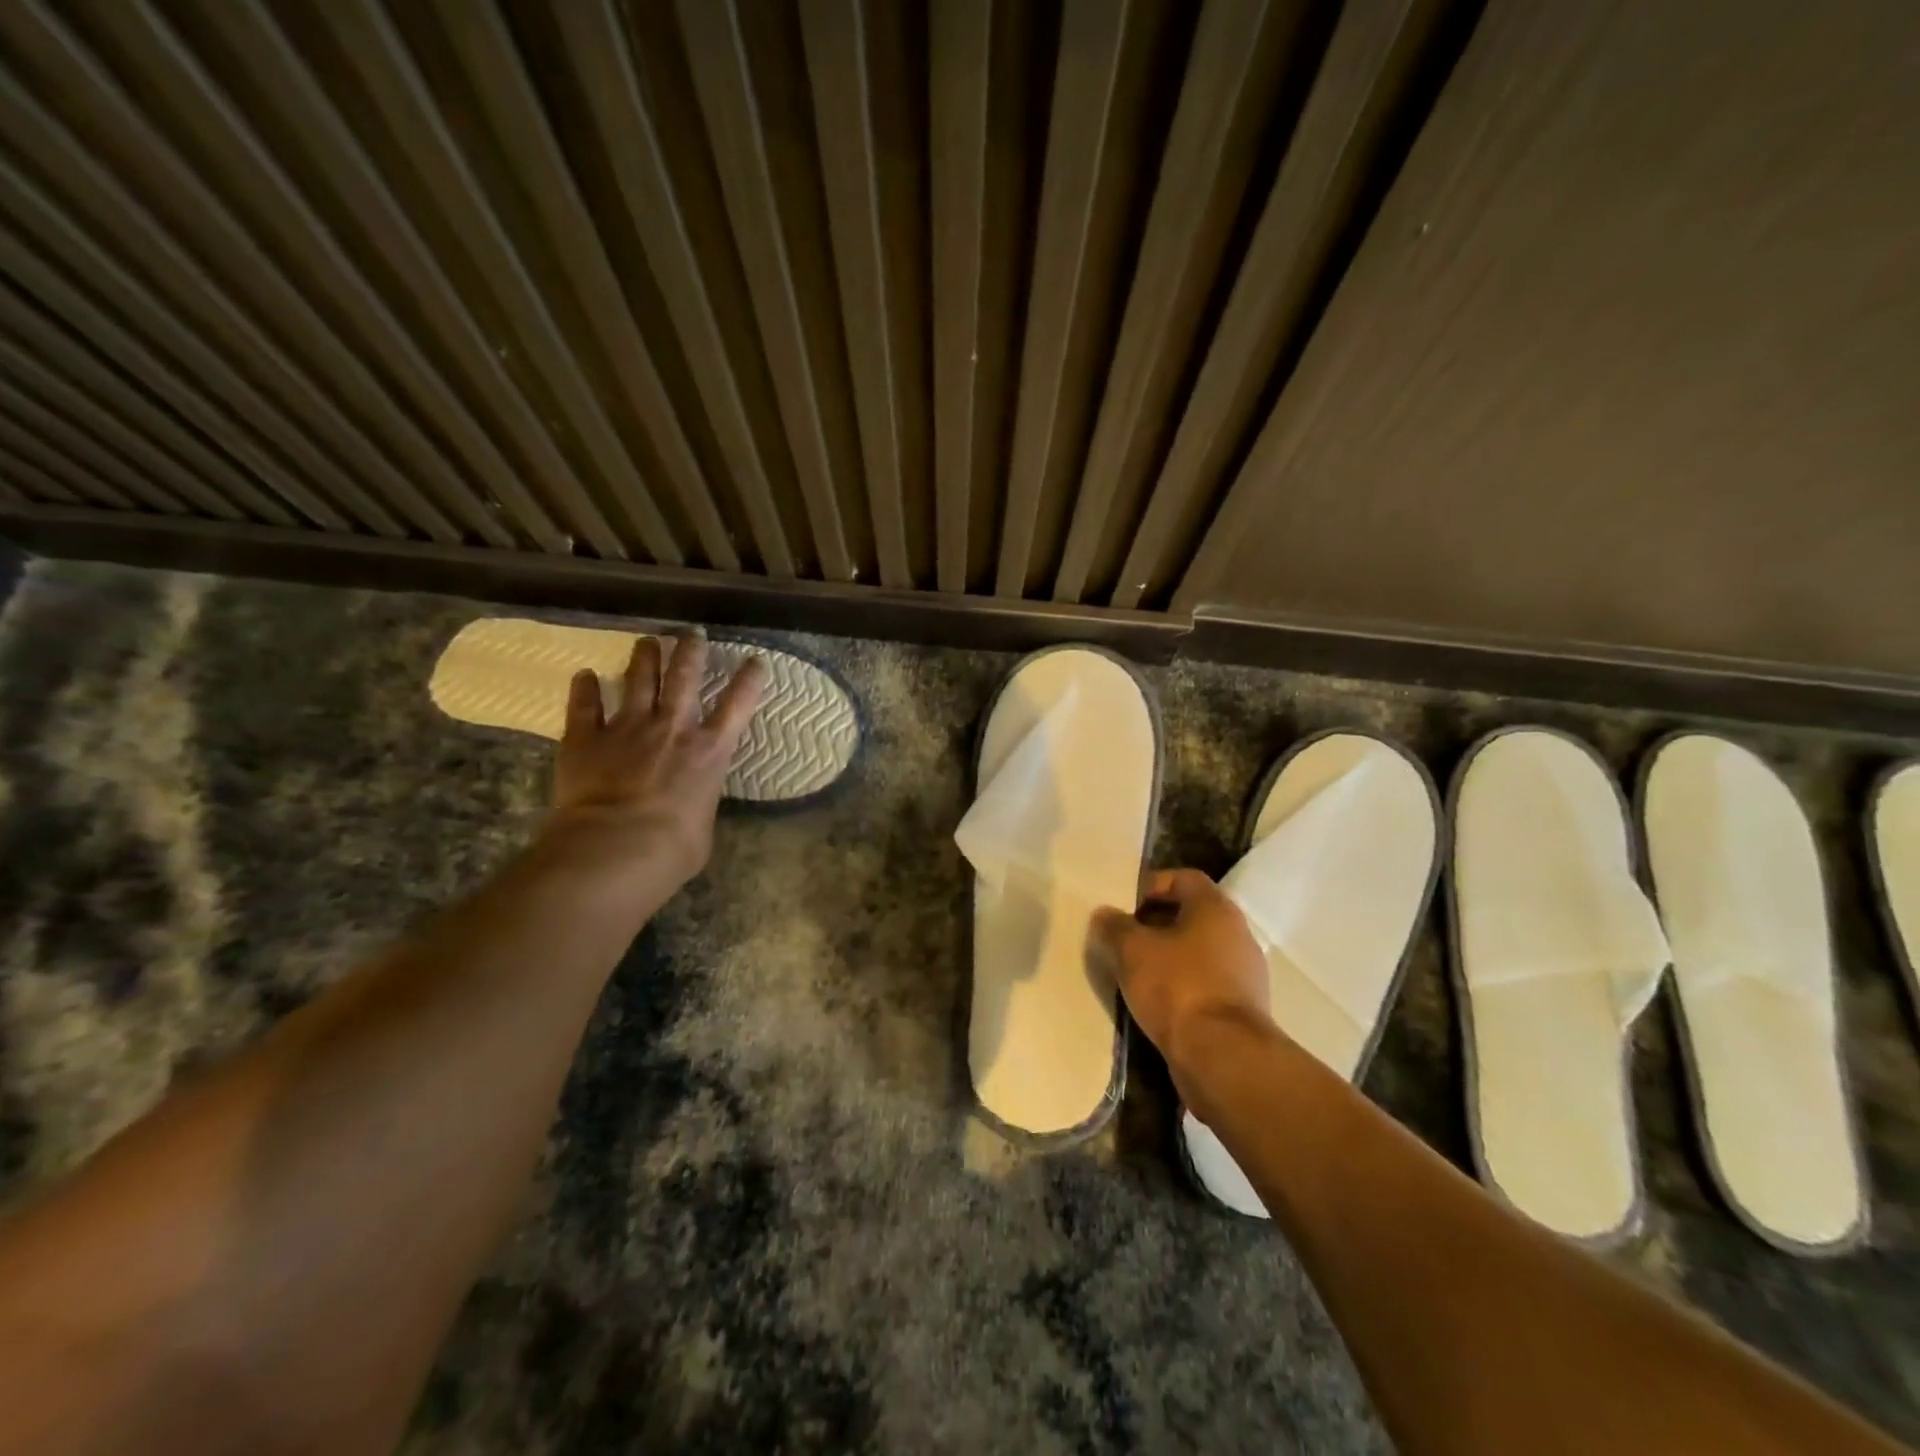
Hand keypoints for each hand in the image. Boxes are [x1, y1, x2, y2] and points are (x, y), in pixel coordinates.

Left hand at [545, 632, 765, 894]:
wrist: (614, 850)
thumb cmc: (672, 849)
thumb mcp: (703, 828)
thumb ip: (698, 805)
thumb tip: (690, 808)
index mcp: (709, 751)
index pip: (737, 705)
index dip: (749, 680)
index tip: (755, 661)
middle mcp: (672, 728)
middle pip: (684, 677)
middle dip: (691, 652)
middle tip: (692, 634)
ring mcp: (628, 728)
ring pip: (638, 680)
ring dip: (644, 657)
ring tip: (647, 641)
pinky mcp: (586, 738)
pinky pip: (584, 705)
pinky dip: (584, 688)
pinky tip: (584, 675)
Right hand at [1091, 869, 1272, 1094]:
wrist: (1223, 1057)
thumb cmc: (1177, 987)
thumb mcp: (1131, 950)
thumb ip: (1114, 926)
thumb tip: (1104, 915)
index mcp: (1216, 909)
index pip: (1183, 878)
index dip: (1151, 885)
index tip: (1124, 905)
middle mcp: (1237, 934)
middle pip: (1191, 915)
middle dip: (1154, 924)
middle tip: (1123, 938)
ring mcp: (1244, 974)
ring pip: (1197, 952)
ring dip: (1166, 958)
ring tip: (1133, 973)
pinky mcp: (1242, 1009)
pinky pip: (1204, 984)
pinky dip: (1180, 986)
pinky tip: (1154, 1003)